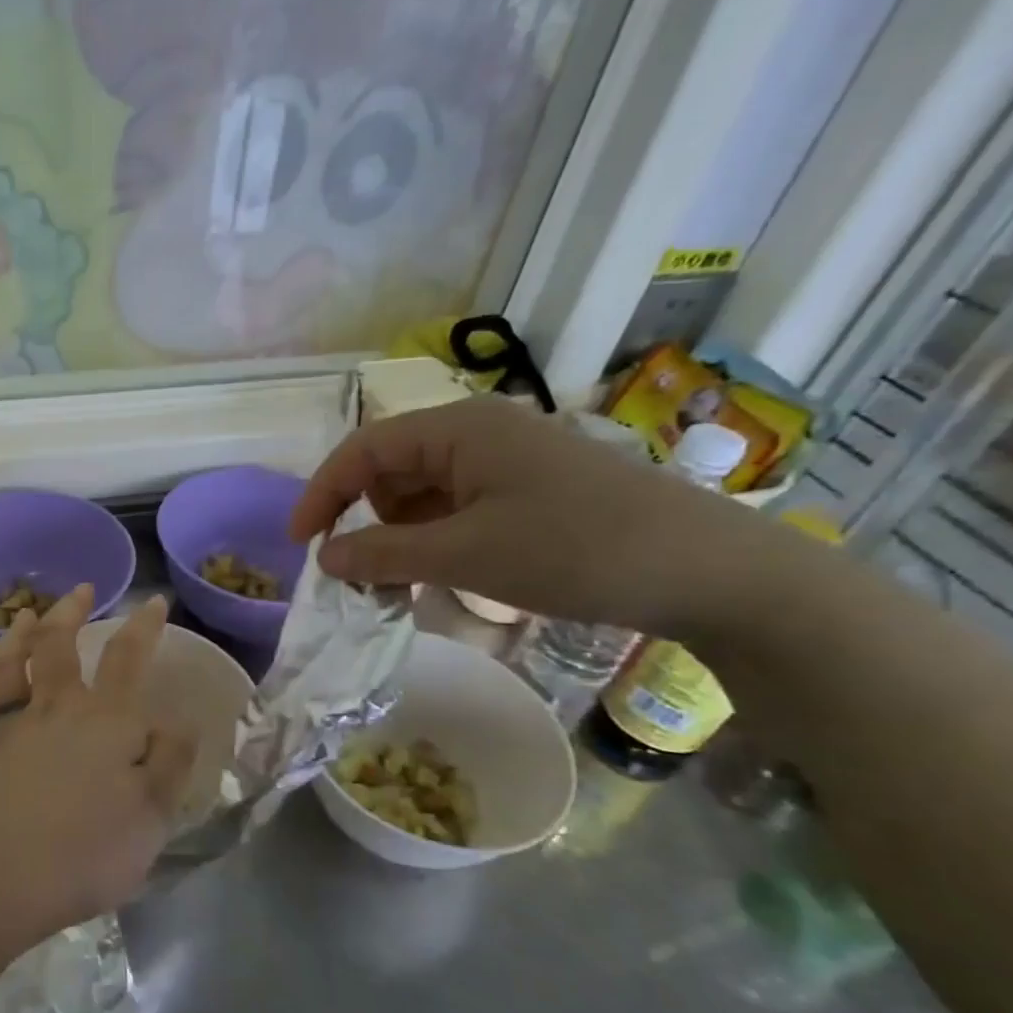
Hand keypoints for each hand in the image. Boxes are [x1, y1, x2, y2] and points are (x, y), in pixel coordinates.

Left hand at [0, 585, 196, 946]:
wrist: (8, 878)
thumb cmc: (93, 848)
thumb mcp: (156, 811)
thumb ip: (171, 761)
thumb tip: (180, 721)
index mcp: (106, 720)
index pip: (129, 659)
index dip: (144, 627)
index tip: (154, 601)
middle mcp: (56, 713)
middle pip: (59, 648)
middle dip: (69, 613)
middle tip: (80, 590)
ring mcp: (10, 735)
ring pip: (7, 674)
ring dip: (13, 641)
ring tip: (19, 615)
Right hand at [290, 396, 762, 636]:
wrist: (710, 571)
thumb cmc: (576, 550)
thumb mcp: (465, 556)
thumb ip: (383, 555)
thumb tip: (325, 558)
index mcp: (458, 429)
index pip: (363, 449)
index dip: (322, 493)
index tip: (301, 545)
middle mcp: (478, 433)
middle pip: (390, 468)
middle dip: (363, 518)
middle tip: (357, 574)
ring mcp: (508, 461)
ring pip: (423, 492)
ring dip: (399, 535)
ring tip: (399, 583)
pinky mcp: (529, 490)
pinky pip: (457, 508)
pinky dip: (435, 540)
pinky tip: (440, 575)